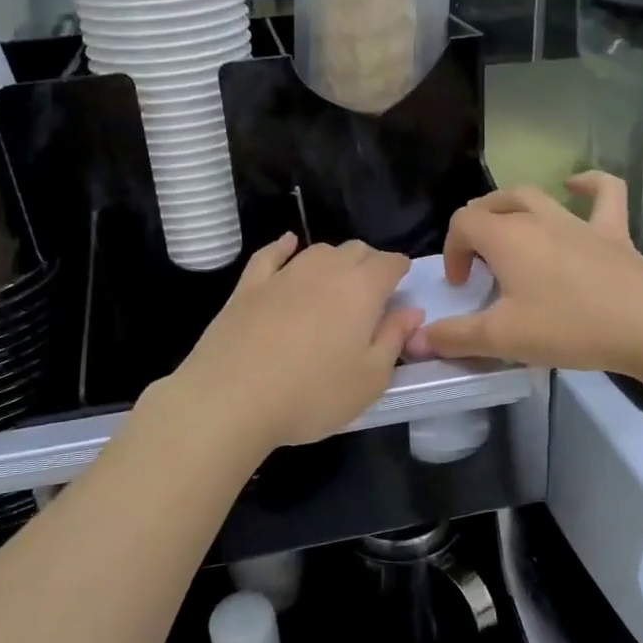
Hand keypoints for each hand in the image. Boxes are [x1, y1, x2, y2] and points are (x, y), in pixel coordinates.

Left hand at [157, 235, 422, 454]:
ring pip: (318, 251)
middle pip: (355, 250)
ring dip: (334, 259)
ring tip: (337, 280)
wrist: (231, 398)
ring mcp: (283, 274)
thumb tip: (411, 311)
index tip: (402, 284)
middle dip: (369, 263)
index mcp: (362, 289)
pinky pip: (271, 254)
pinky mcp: (248, 286)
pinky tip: (288, 244)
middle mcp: (325, 270)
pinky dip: (284, 247)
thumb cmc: (312, 394)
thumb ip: (393, 339)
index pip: (389, 263)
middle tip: (372, 291)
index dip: (399, 270)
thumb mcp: (370, 379)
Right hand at [409, 174, 642, 377]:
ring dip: (513, 206)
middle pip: (493, 203)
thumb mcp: (503, 338)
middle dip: (476, 227)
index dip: (453, 250)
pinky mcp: (614, 232)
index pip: (463, 223)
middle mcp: (538, 219)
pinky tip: (576, 185)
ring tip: (507, 228)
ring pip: (536, 195)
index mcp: (507, 238)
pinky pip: (604, 193)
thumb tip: (416, 339)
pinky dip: (588, 184)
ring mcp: (579, 221)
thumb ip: (455, 337)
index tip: (463, 286)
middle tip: (478, 263)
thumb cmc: (569, 327)